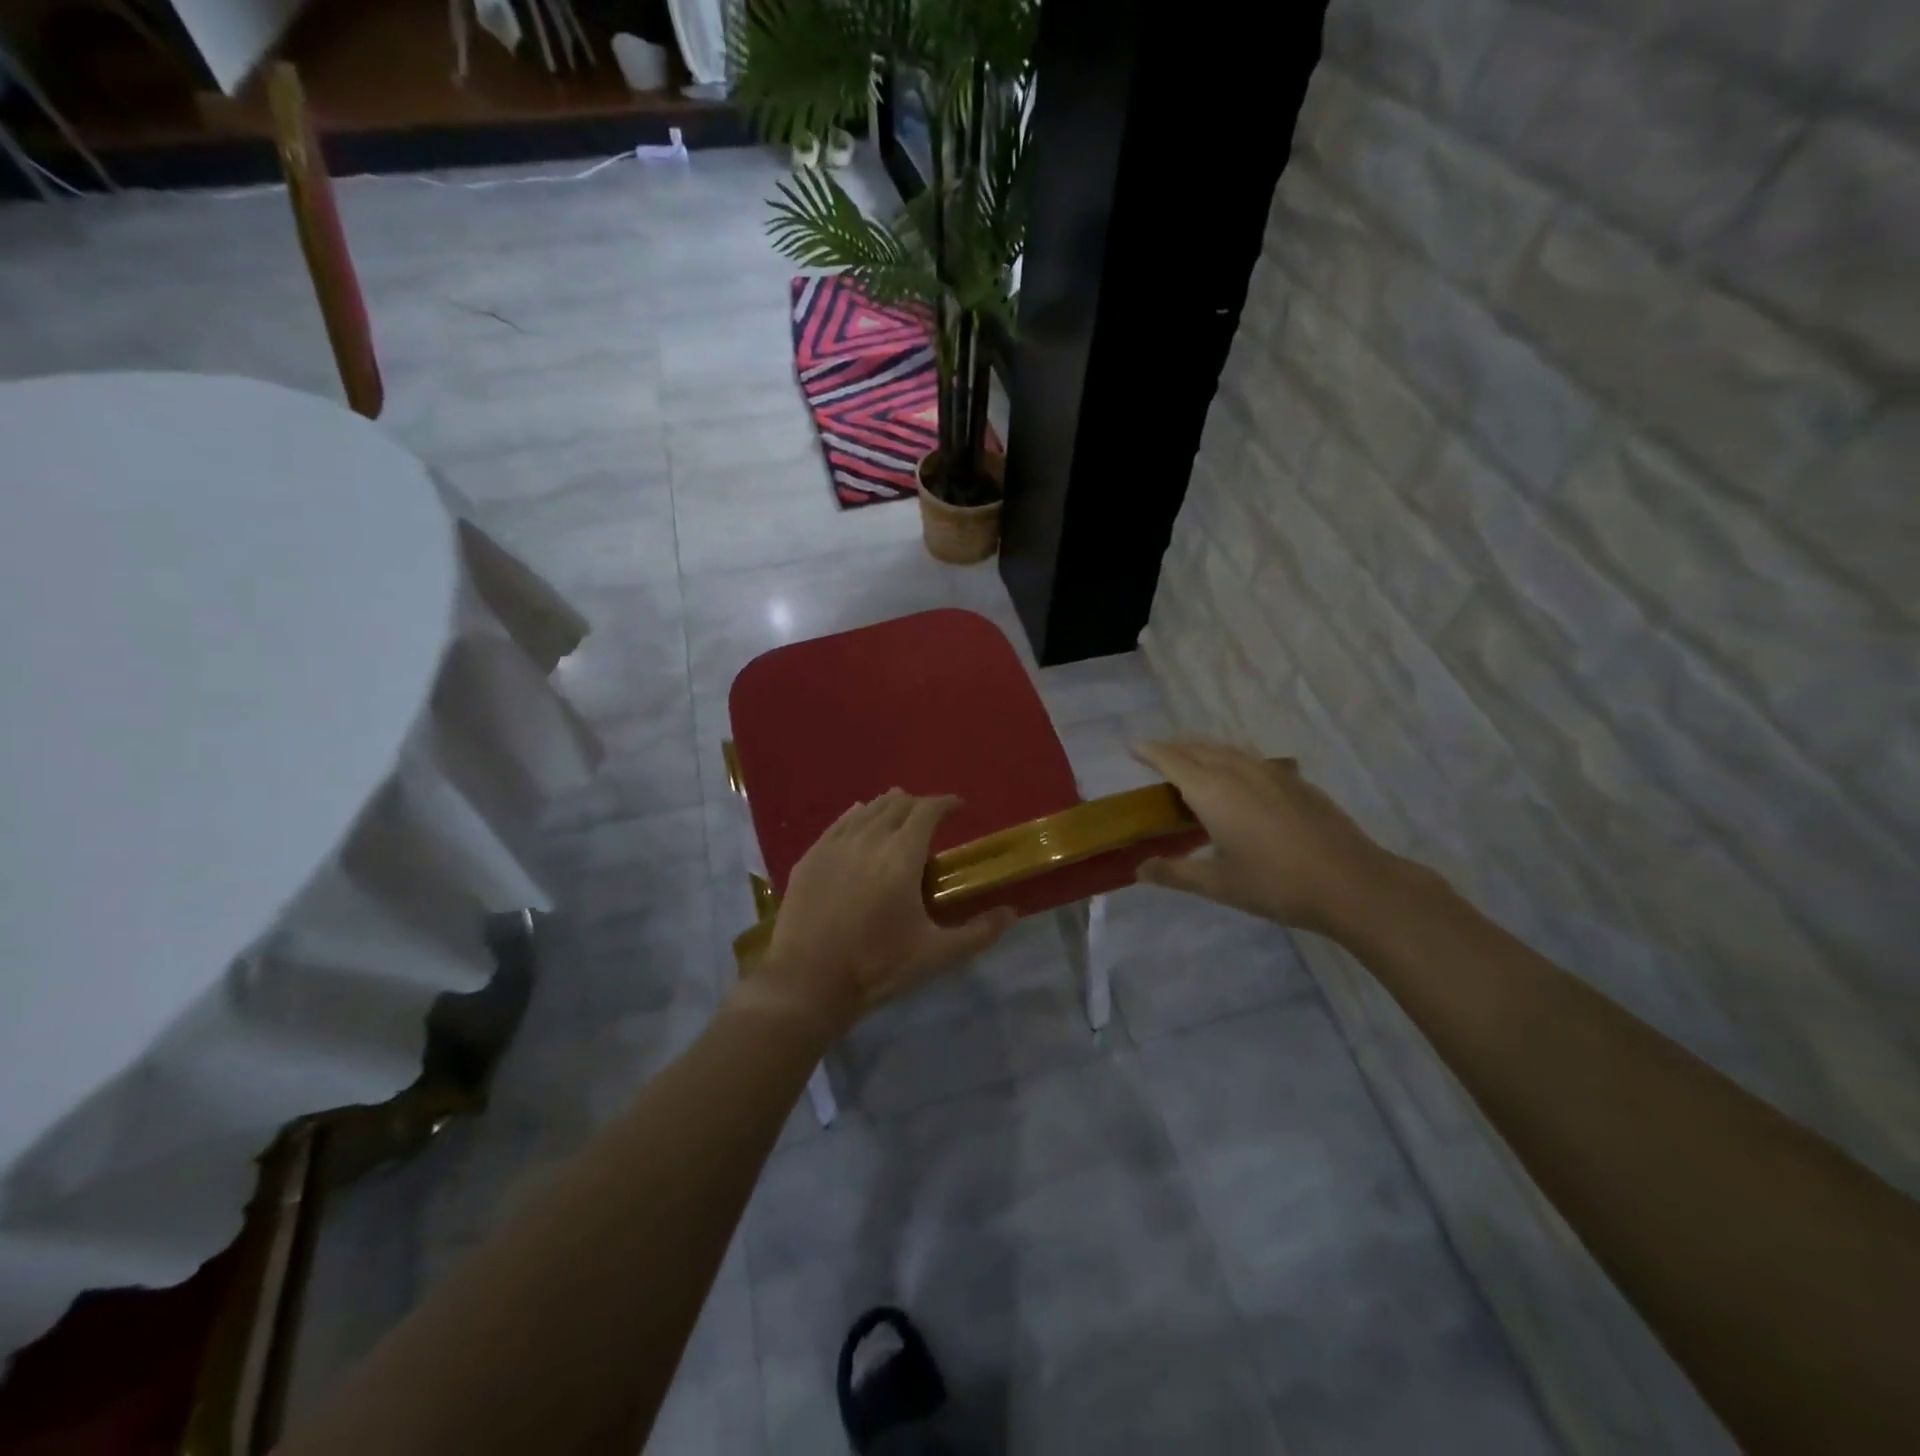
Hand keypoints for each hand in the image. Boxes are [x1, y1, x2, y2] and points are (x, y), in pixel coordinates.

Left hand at [742, 789, 1015, 1035]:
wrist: (807, 983)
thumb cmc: (876, 966)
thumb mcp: (935, 955)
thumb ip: (977, 933)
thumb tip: (1011, 914)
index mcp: (901, 855)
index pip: (927, 810)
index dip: (946, 802)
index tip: (959, 806)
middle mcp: (868, 839)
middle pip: (896, 804)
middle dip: (918, 804)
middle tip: (931, 817)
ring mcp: (834, 845)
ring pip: (866, 810)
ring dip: (888, 806)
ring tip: (899, 811)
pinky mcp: (810, 857)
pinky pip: (838, 823)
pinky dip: (856, 815)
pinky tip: (859, 819)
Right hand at [1131, 738, 1410, 935]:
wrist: (1351, 883)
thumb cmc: (1275, 884)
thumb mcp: (1219, 885)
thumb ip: (1175, 873)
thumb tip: (1140, 869)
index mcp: (1212, 791)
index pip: (1172, 761)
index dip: (1150, 752)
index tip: (1132, 747)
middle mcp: (1238, 771)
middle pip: (1199, 748)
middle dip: (1175, 747)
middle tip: (1157, 755)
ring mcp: (1272, 772)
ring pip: (1228, 749)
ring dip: (1204, 749)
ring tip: (1193, 758)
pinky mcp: (1297, 781)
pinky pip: (1253, 758)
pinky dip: (1233, 758)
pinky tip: (1240, 775)